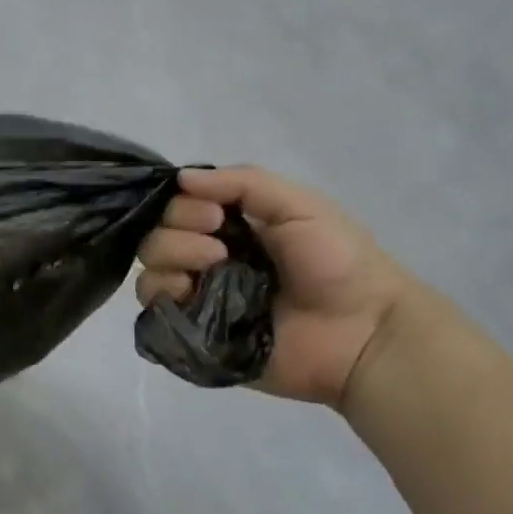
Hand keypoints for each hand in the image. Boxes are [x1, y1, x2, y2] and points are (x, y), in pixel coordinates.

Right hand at [136, 167, 413, 409]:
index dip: (185, 206)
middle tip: (221, 246)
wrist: (363, 331)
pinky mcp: (195, 335)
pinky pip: (156, 312)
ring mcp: (199, 299)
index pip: (177, 208)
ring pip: (149, 272)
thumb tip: (180, 178)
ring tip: (214, 268)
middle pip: (156, 237)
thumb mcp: (299, 205)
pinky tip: (194, 294)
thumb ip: (241, 183)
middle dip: (179, 232)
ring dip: (172, 260)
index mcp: (230, 229)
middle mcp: (207, 261)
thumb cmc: (337, 263)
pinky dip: (165, 296)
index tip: (216, 215)